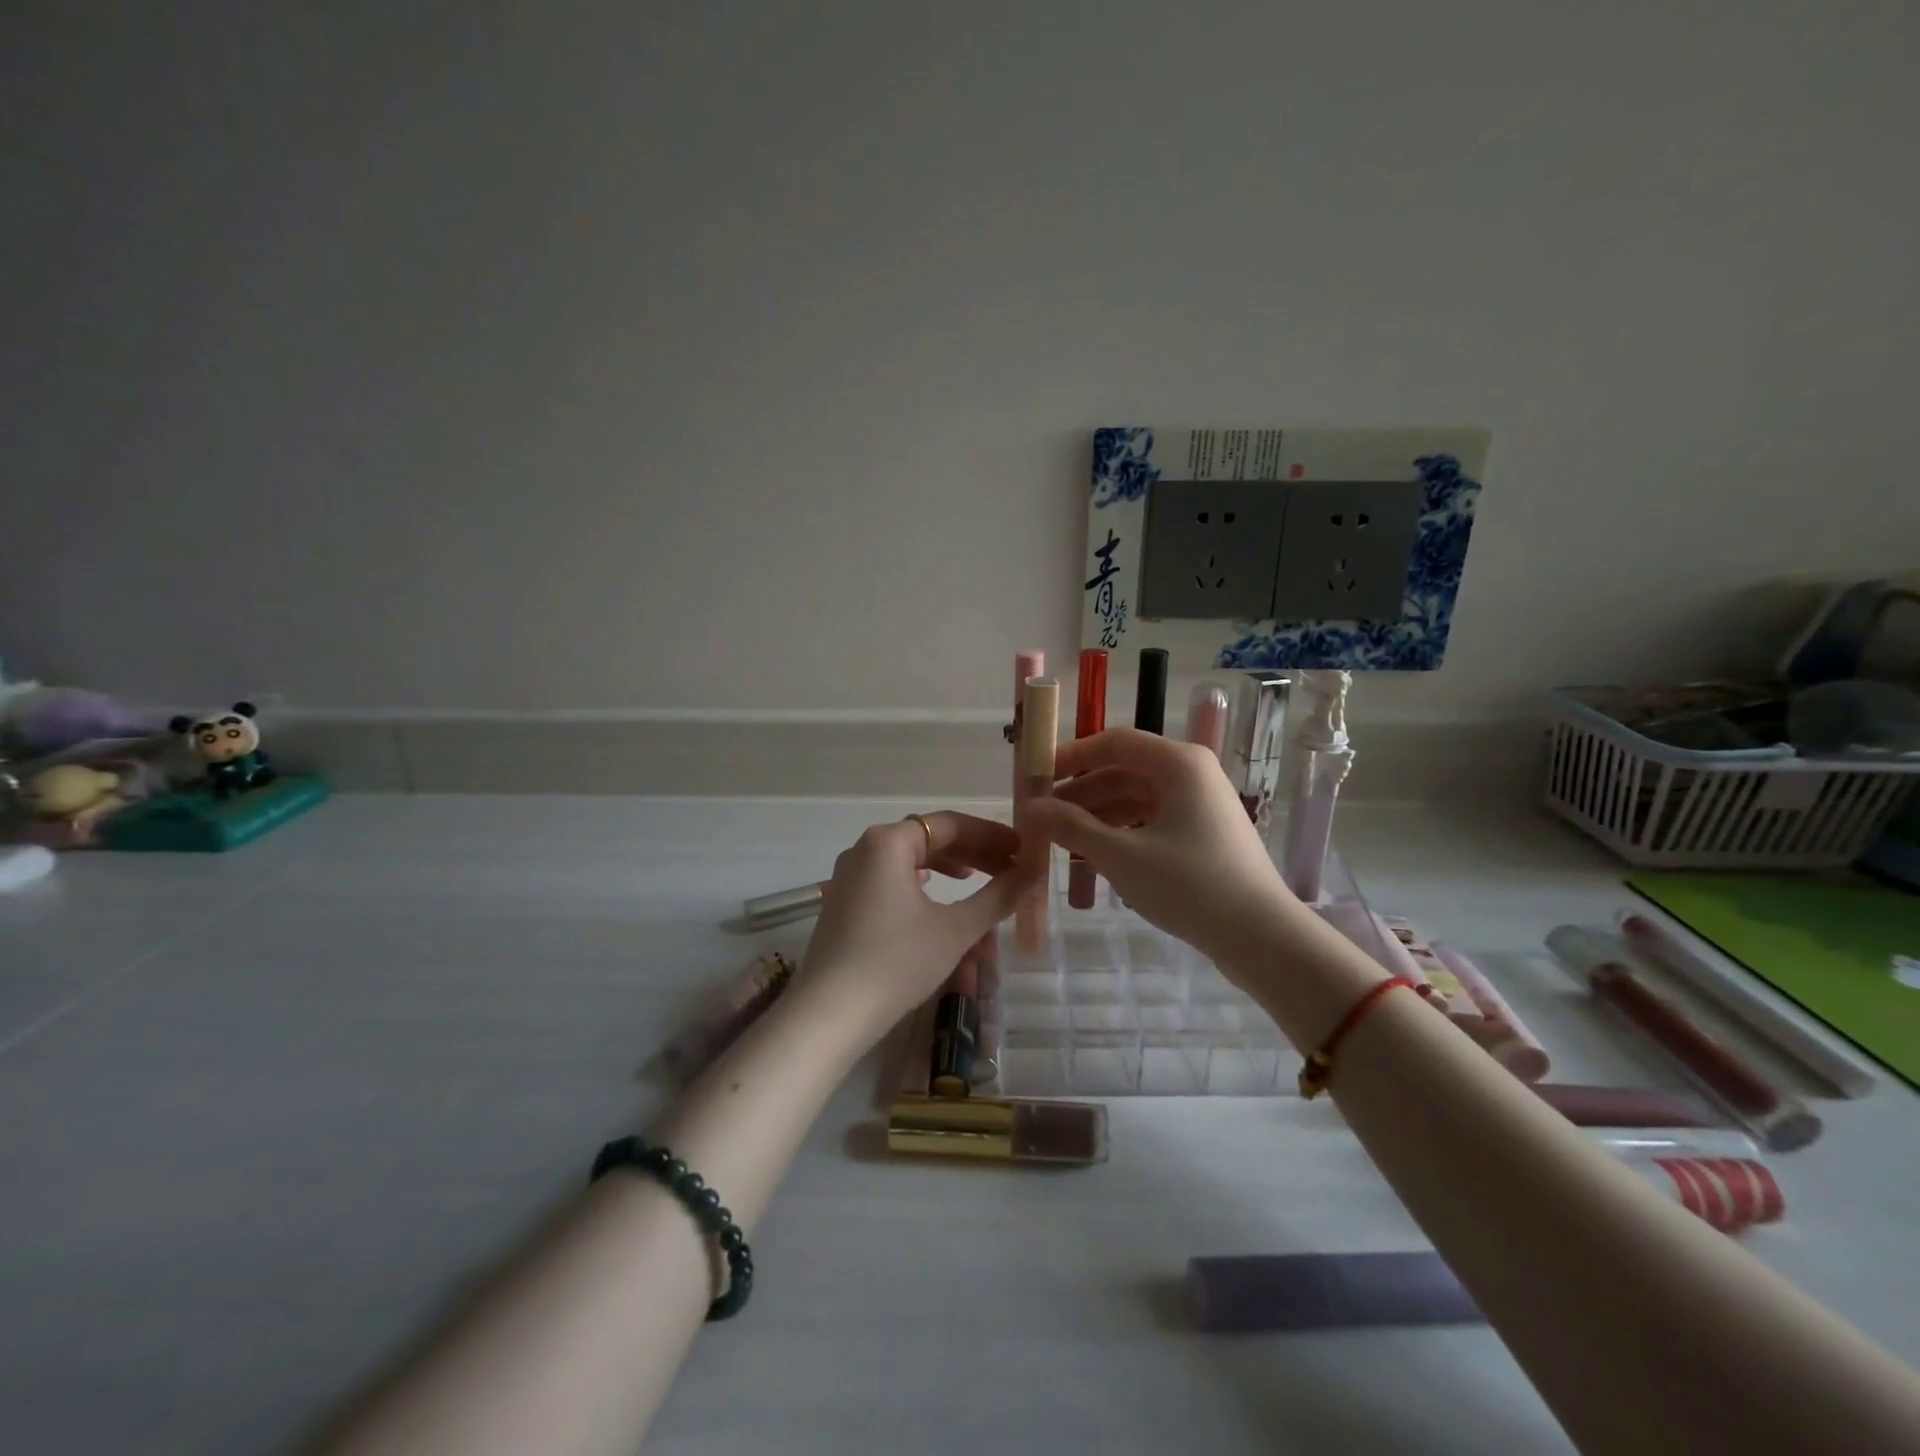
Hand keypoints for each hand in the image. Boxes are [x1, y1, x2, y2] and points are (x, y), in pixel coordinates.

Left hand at [796, 811, 1036, 1043]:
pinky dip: (920, 879)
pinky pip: (890, 875)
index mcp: (888, 841)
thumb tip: (1035, 871)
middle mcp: (864, 847)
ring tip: (979, 877)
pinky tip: (936, 893)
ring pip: (908, 856)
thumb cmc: (897, 962)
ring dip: (948, 863)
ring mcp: (849, 874)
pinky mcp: (844, 901)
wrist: (830, 1014)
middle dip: (972, 850)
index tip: (1023, 850)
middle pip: (928, 836)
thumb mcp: (956, 929)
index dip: (991, 835)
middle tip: (1010, 867)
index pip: (950, 824)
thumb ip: (998, 896)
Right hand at [1020, 728, 1296, 967]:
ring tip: (1062, 840)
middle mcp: (1192, 773)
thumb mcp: (1120, 855)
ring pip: (1137, 797)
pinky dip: (1122, 831)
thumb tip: (1031, 808)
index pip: (1113, 742)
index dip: (1071, 756)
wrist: (1261, 937)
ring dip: (1098, 815)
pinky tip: (1095, 856)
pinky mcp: (1204, 833)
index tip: (1037, 778)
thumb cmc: (1189, 885)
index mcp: (1178, 763)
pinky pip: (1152, 819)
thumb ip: (1072, 827)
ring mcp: (1201, 804)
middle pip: (1124, 770)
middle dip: (1081, 792)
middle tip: (1043, 817)